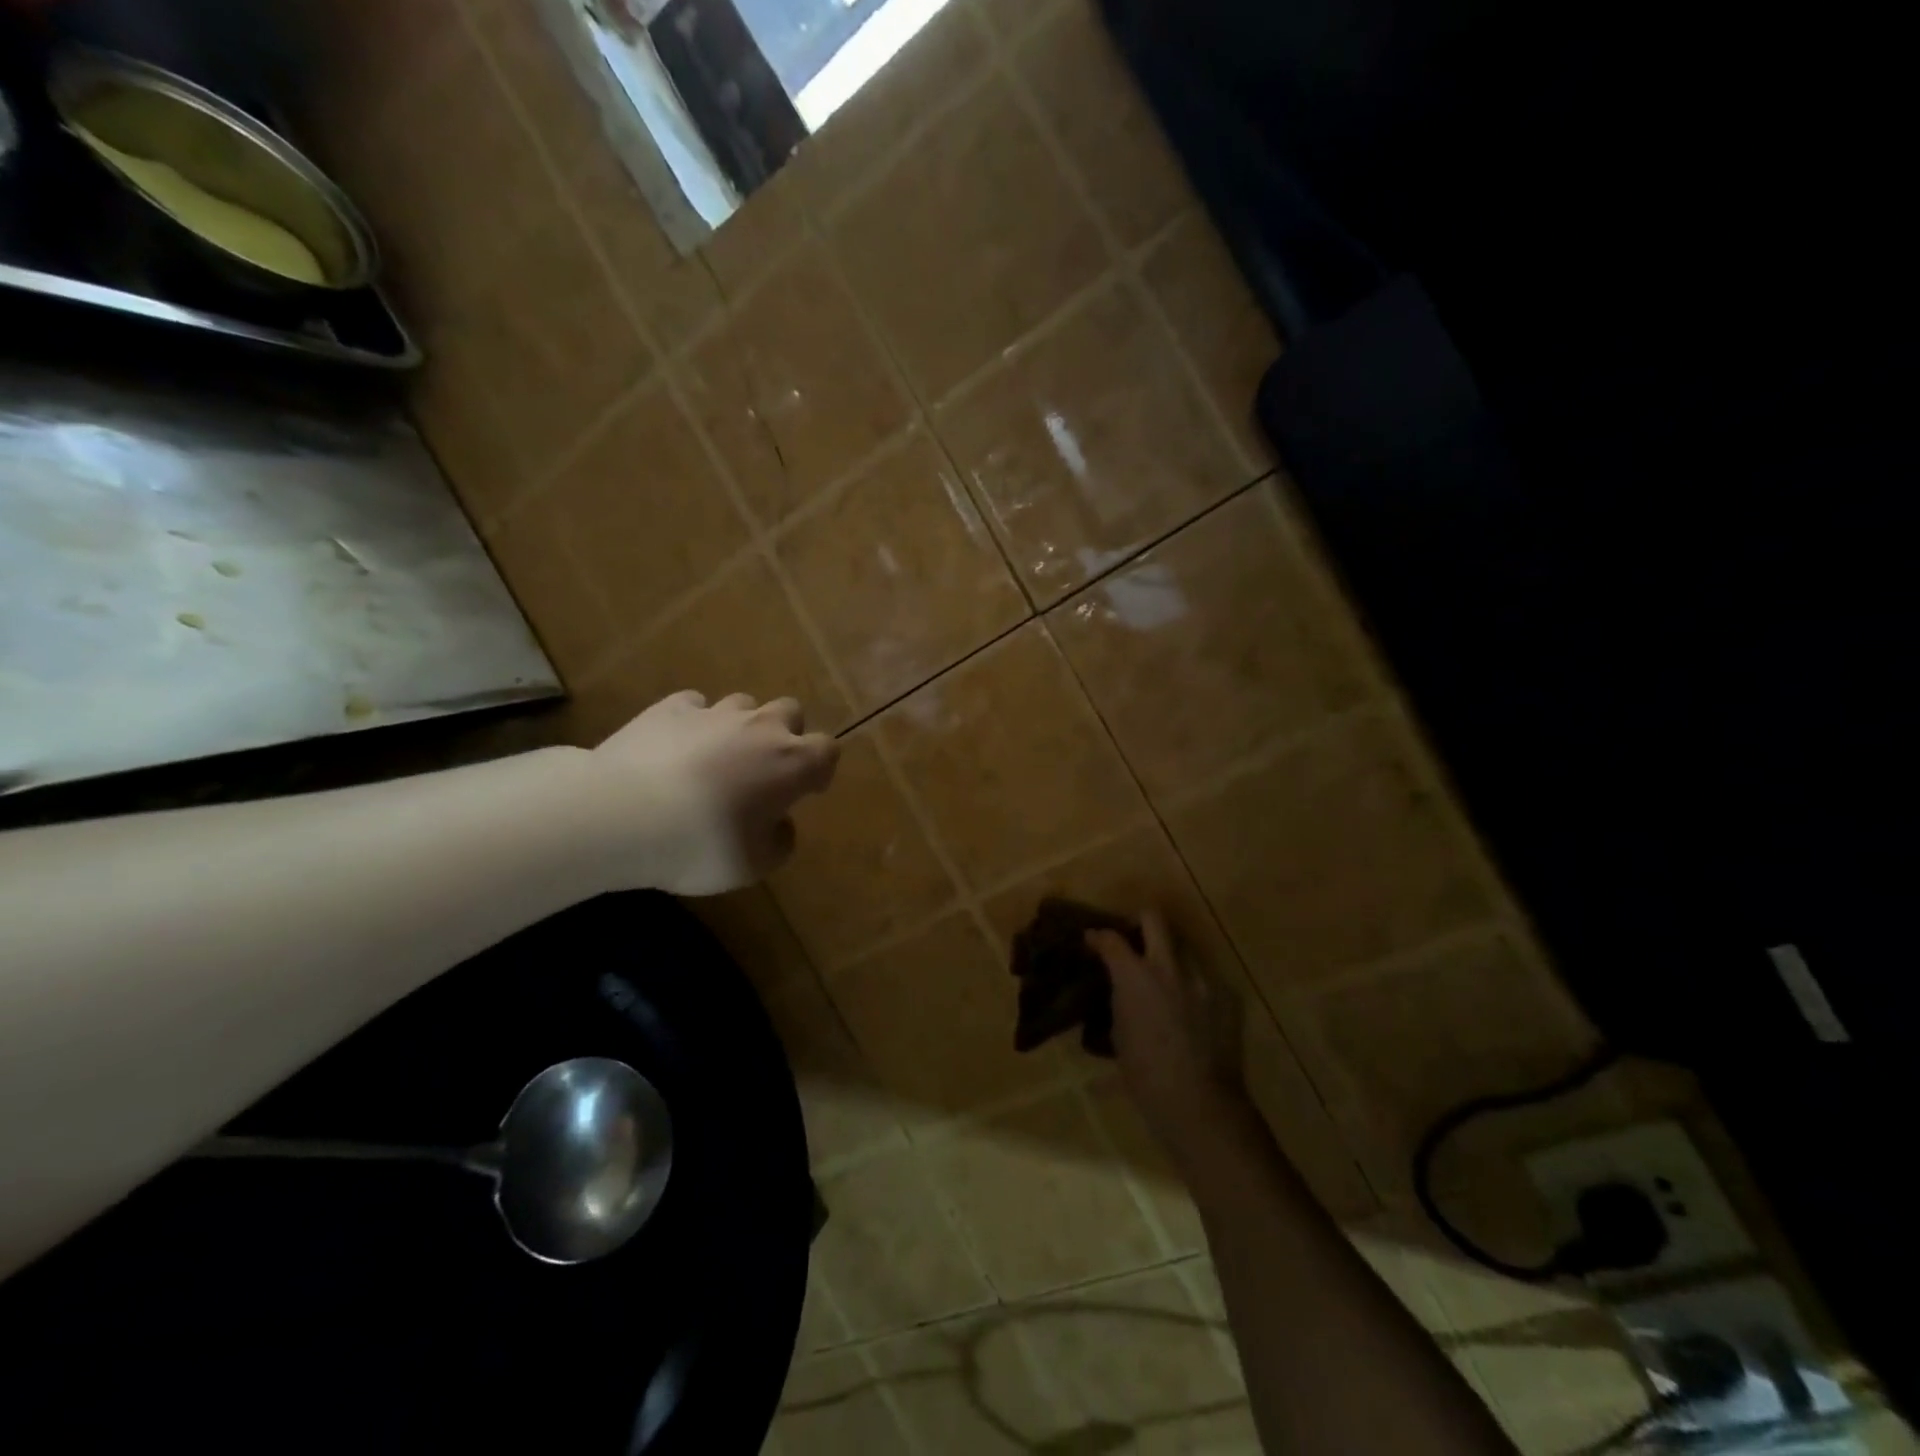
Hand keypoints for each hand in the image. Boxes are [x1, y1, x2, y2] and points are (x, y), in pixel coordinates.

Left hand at [592, 691, 838, 895]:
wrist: (621, 814)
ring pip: (743, 703)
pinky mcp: (669, 708)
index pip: (827, 750)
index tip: (806, 790)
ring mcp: (714, 712)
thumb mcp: (754, 865)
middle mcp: (760, 727)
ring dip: (740, 726)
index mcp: (791, 763)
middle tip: (764, 767)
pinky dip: (694, 721)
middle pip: (790, 711)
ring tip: (717, 756)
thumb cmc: (701, 844)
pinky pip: (694, 705)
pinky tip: (677, 746)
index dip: (820, 769)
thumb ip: (779, 841)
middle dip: (786, 733)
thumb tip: (779, 823)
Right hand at [1087, 912, 1252, 1173]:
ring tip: (1163, 978)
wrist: (1200, 1104)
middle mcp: (1170, 967)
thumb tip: (1121, 990)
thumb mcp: (1119, 1034)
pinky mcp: (1227, 996)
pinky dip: (1191, 985)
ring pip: (1184, 947)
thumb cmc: (1145, 1076)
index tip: (1092, 940)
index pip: (1111, 939)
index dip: (1098, 936)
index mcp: (1136, 976)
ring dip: (1169, 955)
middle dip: (1140, 921)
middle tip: (1132, 938)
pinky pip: (1204, 978)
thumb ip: (1120, 1000)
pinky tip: (1188, 1009)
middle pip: (1155, 919)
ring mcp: (1203, 979)